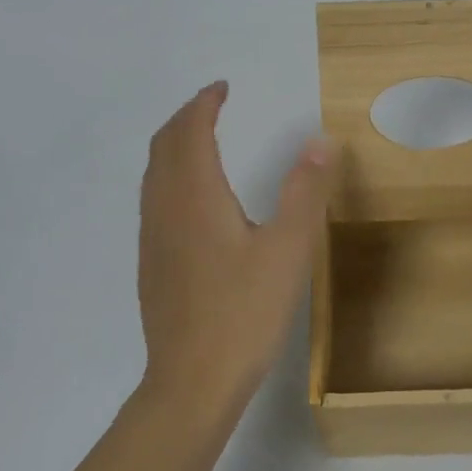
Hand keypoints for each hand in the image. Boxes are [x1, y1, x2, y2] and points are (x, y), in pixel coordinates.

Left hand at [137, 81, 334, 418]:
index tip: (223, 88)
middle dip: (186, 117)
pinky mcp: (152, 263)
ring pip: (154, 173)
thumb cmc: (243, 313)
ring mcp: (153, 238)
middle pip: (163, 146)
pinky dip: (170, 174)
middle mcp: (165, 208)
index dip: (204, 103)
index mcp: (195, 197)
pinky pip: (154, 198)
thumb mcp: (288, 250)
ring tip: (203, 139)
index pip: (190, 131)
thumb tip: (319, 140)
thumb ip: (305, 192)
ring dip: (175, 145)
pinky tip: (194, 197)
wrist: (191, 383)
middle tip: (213, 105)